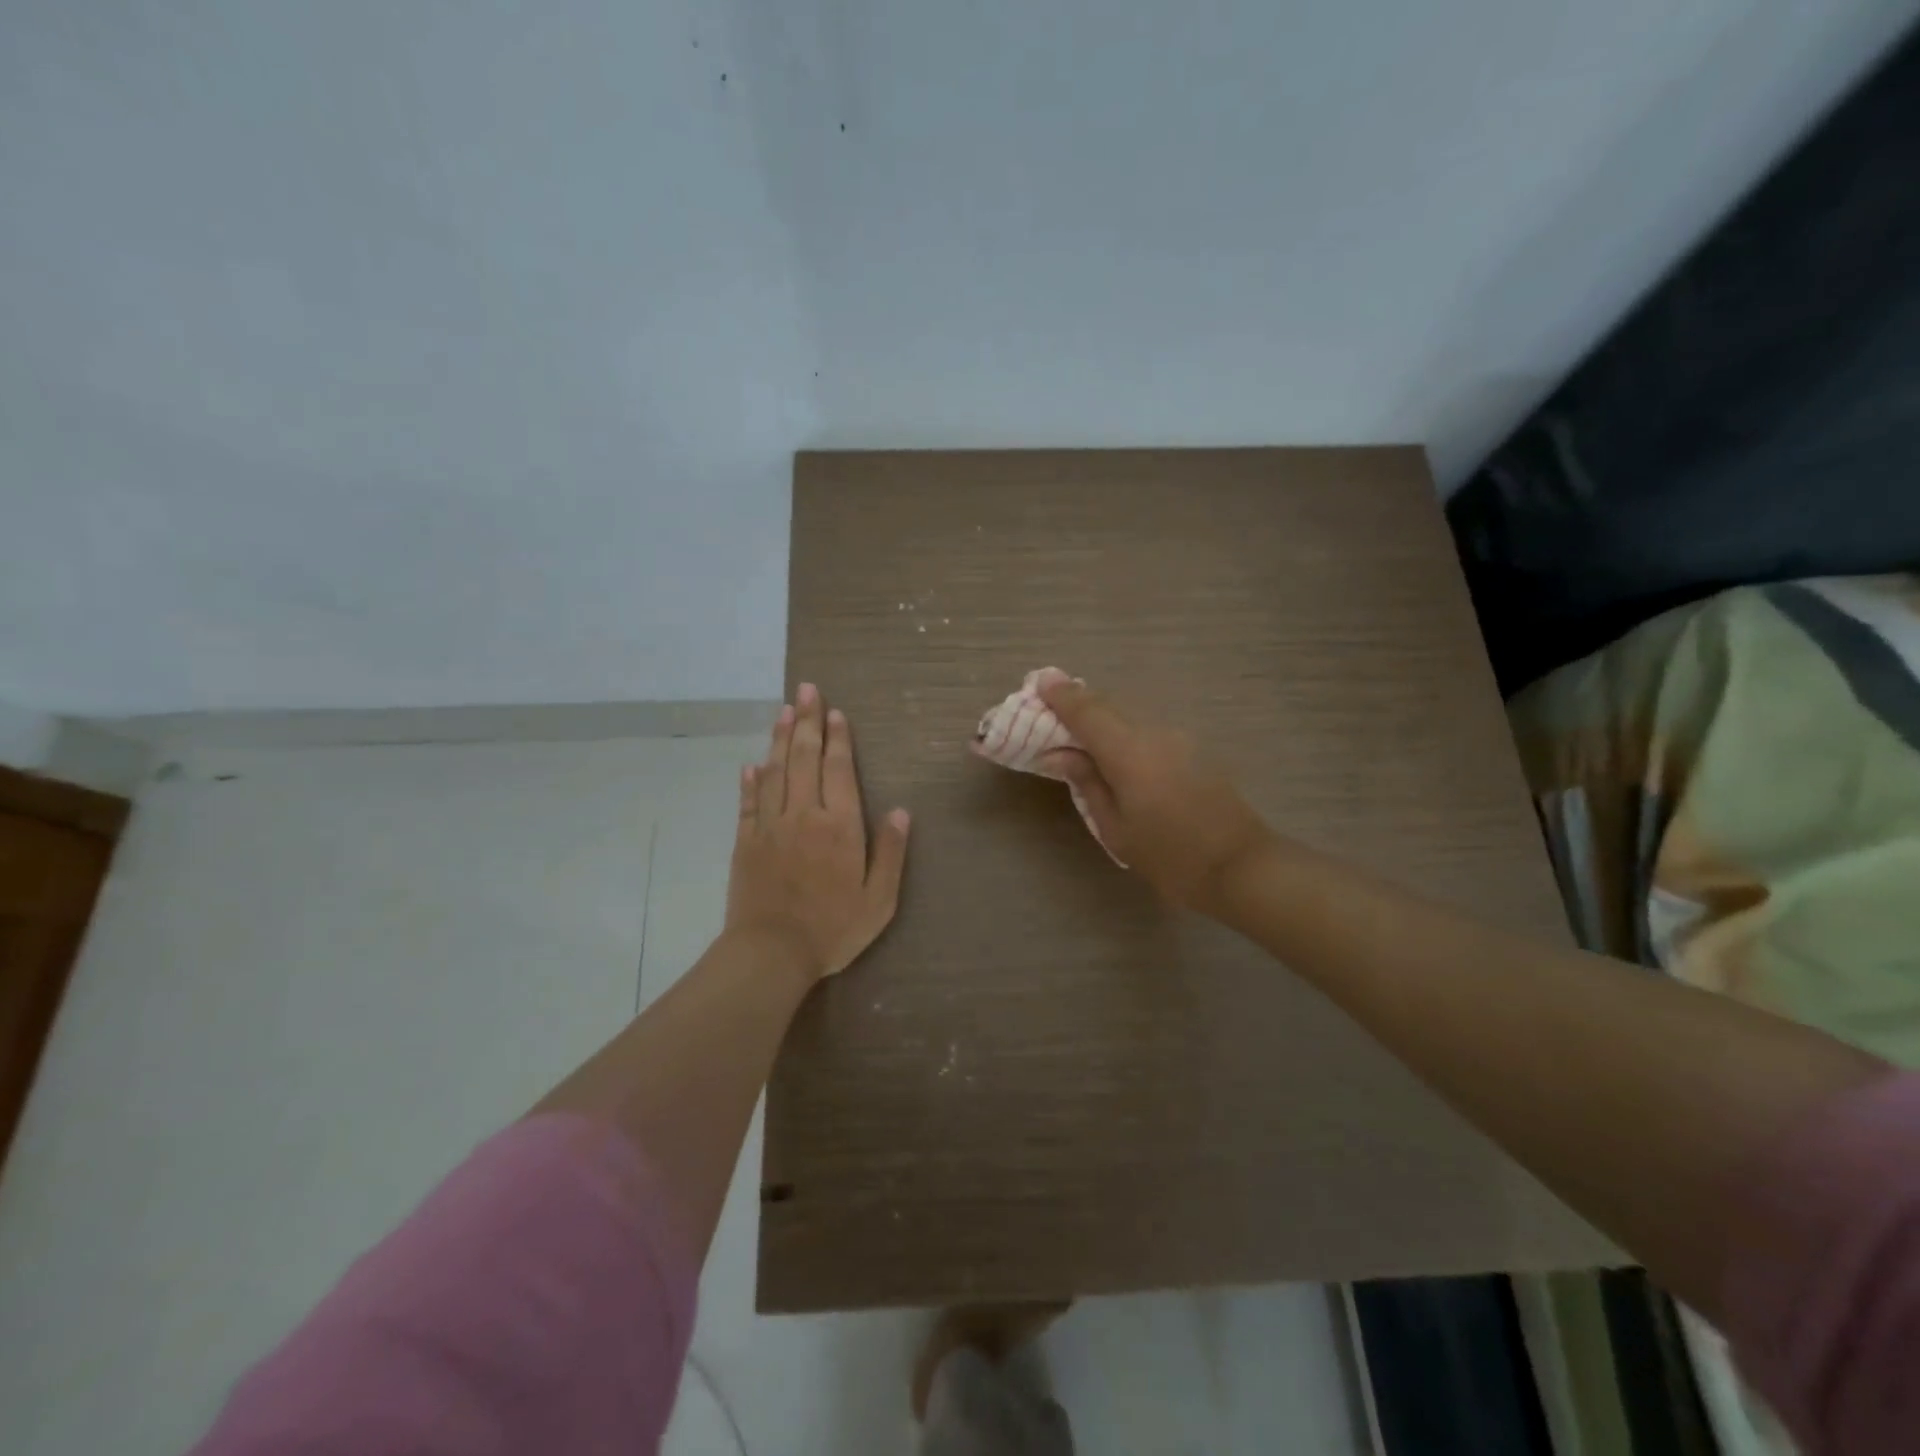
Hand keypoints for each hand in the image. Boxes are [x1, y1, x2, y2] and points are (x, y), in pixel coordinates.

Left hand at [726, 683, 910, 981]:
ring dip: (780, 739)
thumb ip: (890, 852)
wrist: (771, 953)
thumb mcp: (879, 899)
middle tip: (805, 690)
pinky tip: (751, 763)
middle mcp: (803, 815)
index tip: (835, 711)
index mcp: (839, 826)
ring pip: (775, 771)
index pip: (838, 769)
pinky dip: (750, 780)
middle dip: (808, 722)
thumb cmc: (833, 928)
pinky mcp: (746, 842)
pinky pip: (748, 802)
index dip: (838, 738)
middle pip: (804, 759)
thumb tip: (901, 811)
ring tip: (784, 711)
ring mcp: (770, 826)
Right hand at [1038, 678, 1273, 914]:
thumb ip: (1087, 782)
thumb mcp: (1116, 828)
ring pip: (1129, 716)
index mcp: (1128, 752)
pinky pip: (1147, 729)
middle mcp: (1153, 733)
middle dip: (1077, 703)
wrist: (1240, 866)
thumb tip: (1060, 754)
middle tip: (1051, 708)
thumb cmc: (1169, 856)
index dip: (1060, 695)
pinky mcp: (1193, 748)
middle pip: (1108, 706)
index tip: (1039, 682)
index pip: (1086, 711)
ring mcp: (1178, 738)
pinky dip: (1124, 730)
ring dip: (1102, 718)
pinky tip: (1116, 750)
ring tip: (1079, 732)